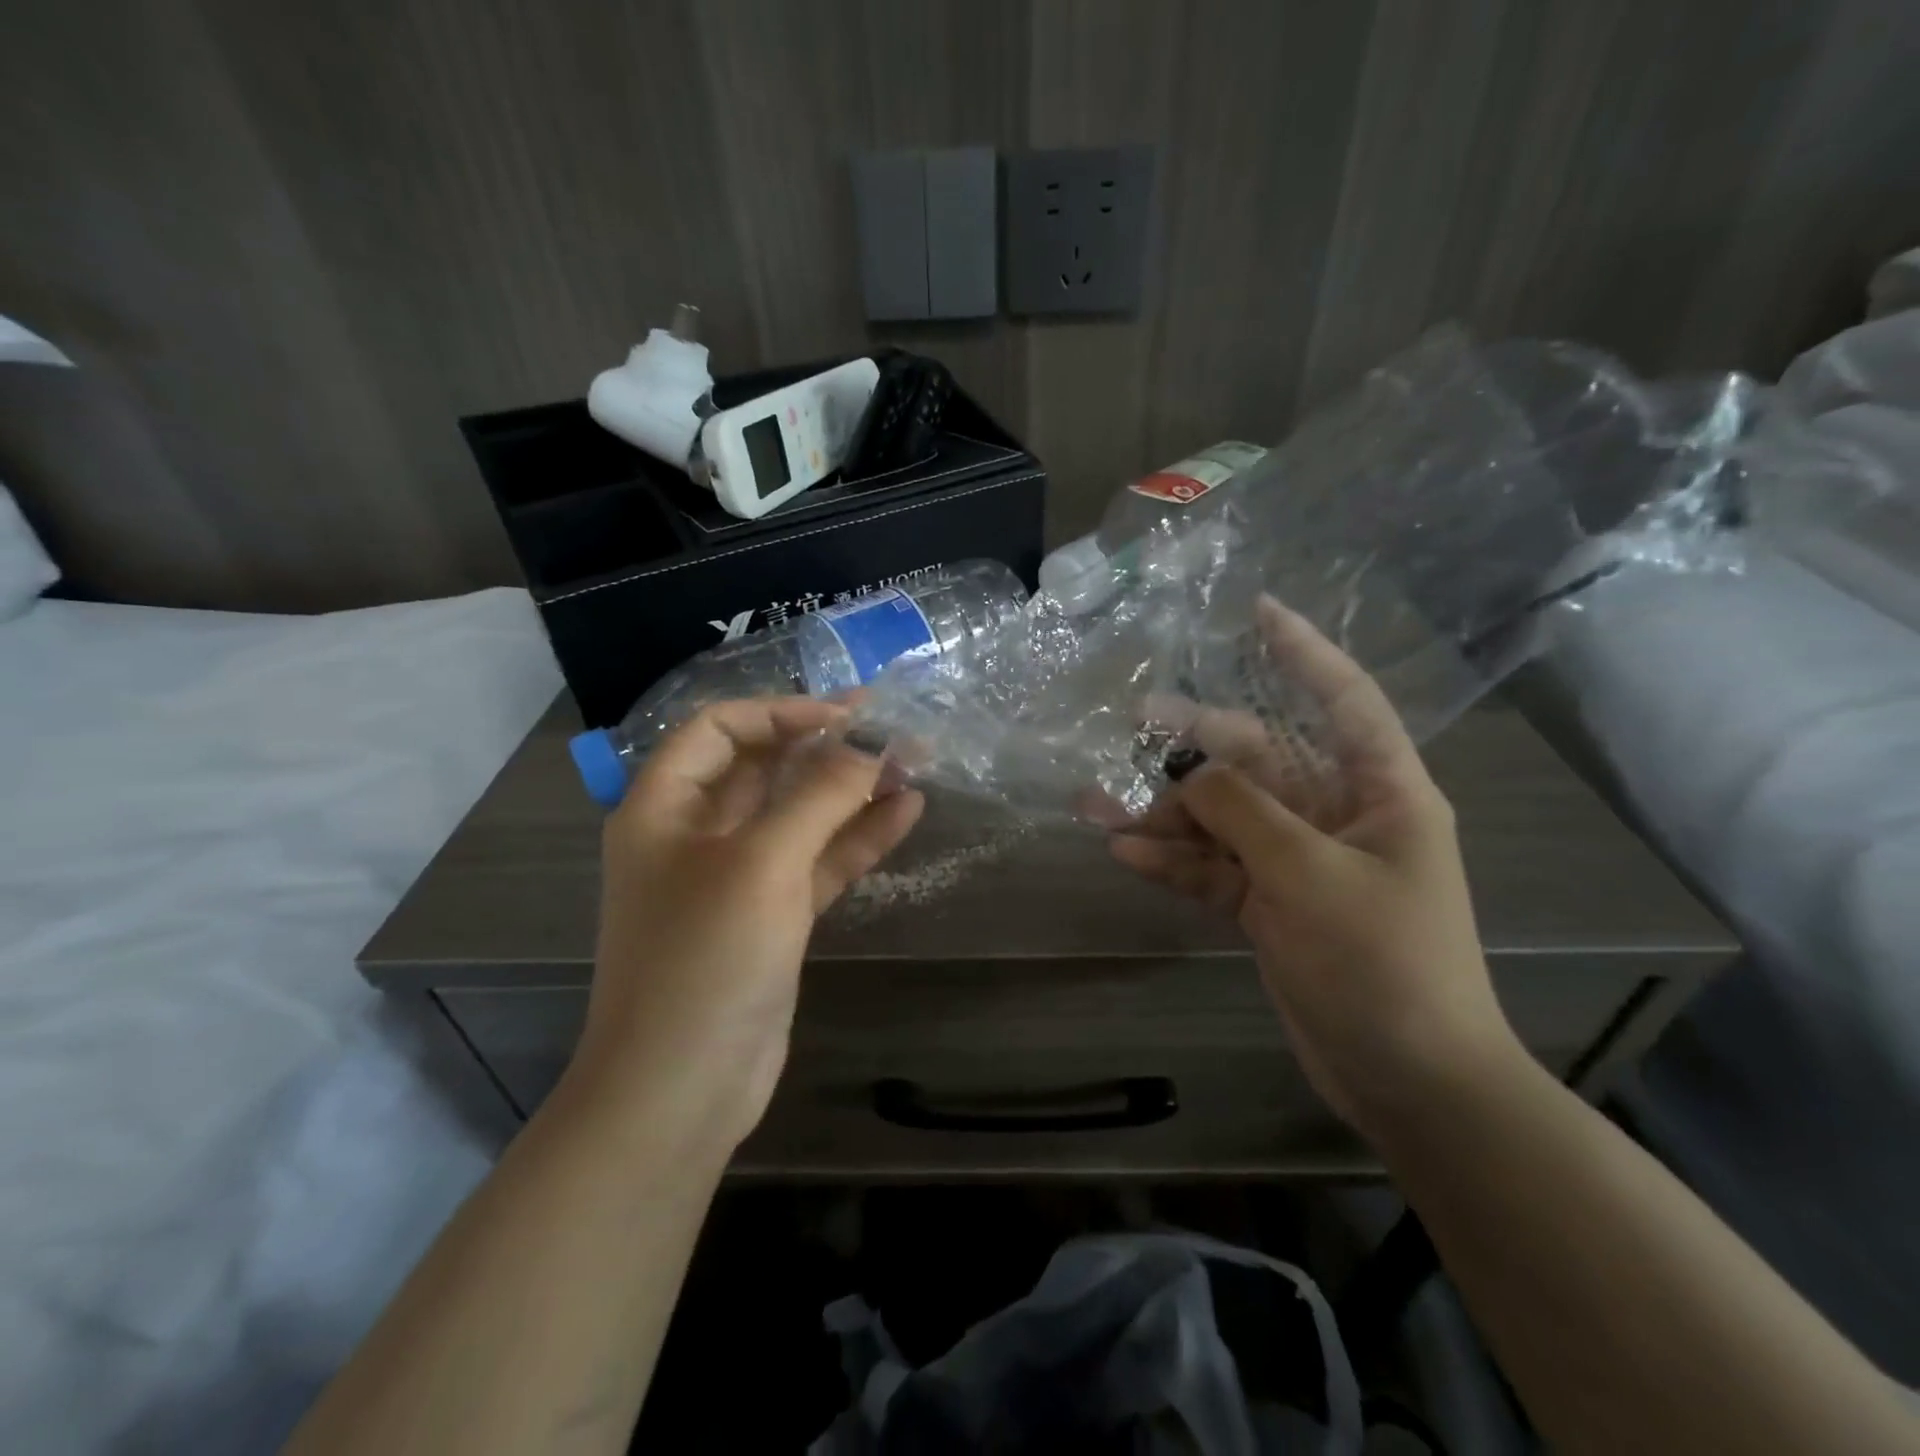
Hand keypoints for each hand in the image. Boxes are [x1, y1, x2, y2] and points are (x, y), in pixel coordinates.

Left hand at [567, 699, 923, 1149]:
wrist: (681, 1090)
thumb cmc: (705, 959)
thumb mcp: (763, 863)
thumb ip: (819, 796)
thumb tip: (871, 747)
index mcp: (665, 806)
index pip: (720, 728)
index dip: (782, 711)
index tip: (846, 717)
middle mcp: (695, 833)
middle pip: (764, 767)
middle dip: (826, 746)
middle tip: (890, 728)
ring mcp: (736, 878)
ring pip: (798, 815)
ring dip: (851, 790)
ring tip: (912, 764)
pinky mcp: (771, 916)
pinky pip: (816, 861)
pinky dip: (857, 837)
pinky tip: (905, 813)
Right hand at [1105, 598, 1518, 1133]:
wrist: (1408, 1079)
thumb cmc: (1381, 961)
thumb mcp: (1308, 874)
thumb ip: (1243, 811)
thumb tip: (1189, 776)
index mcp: (1379, 791)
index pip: (1343, 698)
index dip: (1304, 651)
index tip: (1259, 612)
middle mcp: (1337, 815)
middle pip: (1259, 759)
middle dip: (1197, 744)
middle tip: (1134, 722)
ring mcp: (1298, 861)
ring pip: (1224, 817)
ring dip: (1167, 812)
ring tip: (1100, 804)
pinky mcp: (1269, 904)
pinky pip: (1214, 866)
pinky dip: (1174, 859)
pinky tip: (1126, 852)